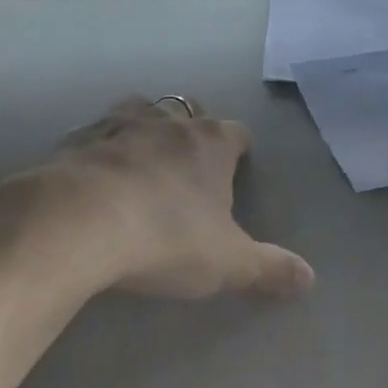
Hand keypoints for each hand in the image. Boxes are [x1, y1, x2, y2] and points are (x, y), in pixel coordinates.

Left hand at [15, 98, 315, 300]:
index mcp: (210, 143)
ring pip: (140, 109)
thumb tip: (310, 277)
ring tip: (142, 155)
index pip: (236, 133)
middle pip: (187, 109)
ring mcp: (119, 124)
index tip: (238, 165)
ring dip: (145, 127)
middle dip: (192, 128)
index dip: (239, 148)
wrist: (82, 219)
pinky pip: (96, 134)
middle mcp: (167, 122)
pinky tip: (96, 172)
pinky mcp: (78, 138)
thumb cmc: (167, 236)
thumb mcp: (228, 262)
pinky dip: (101, 147)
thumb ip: (270, 268)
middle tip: (189, 159)